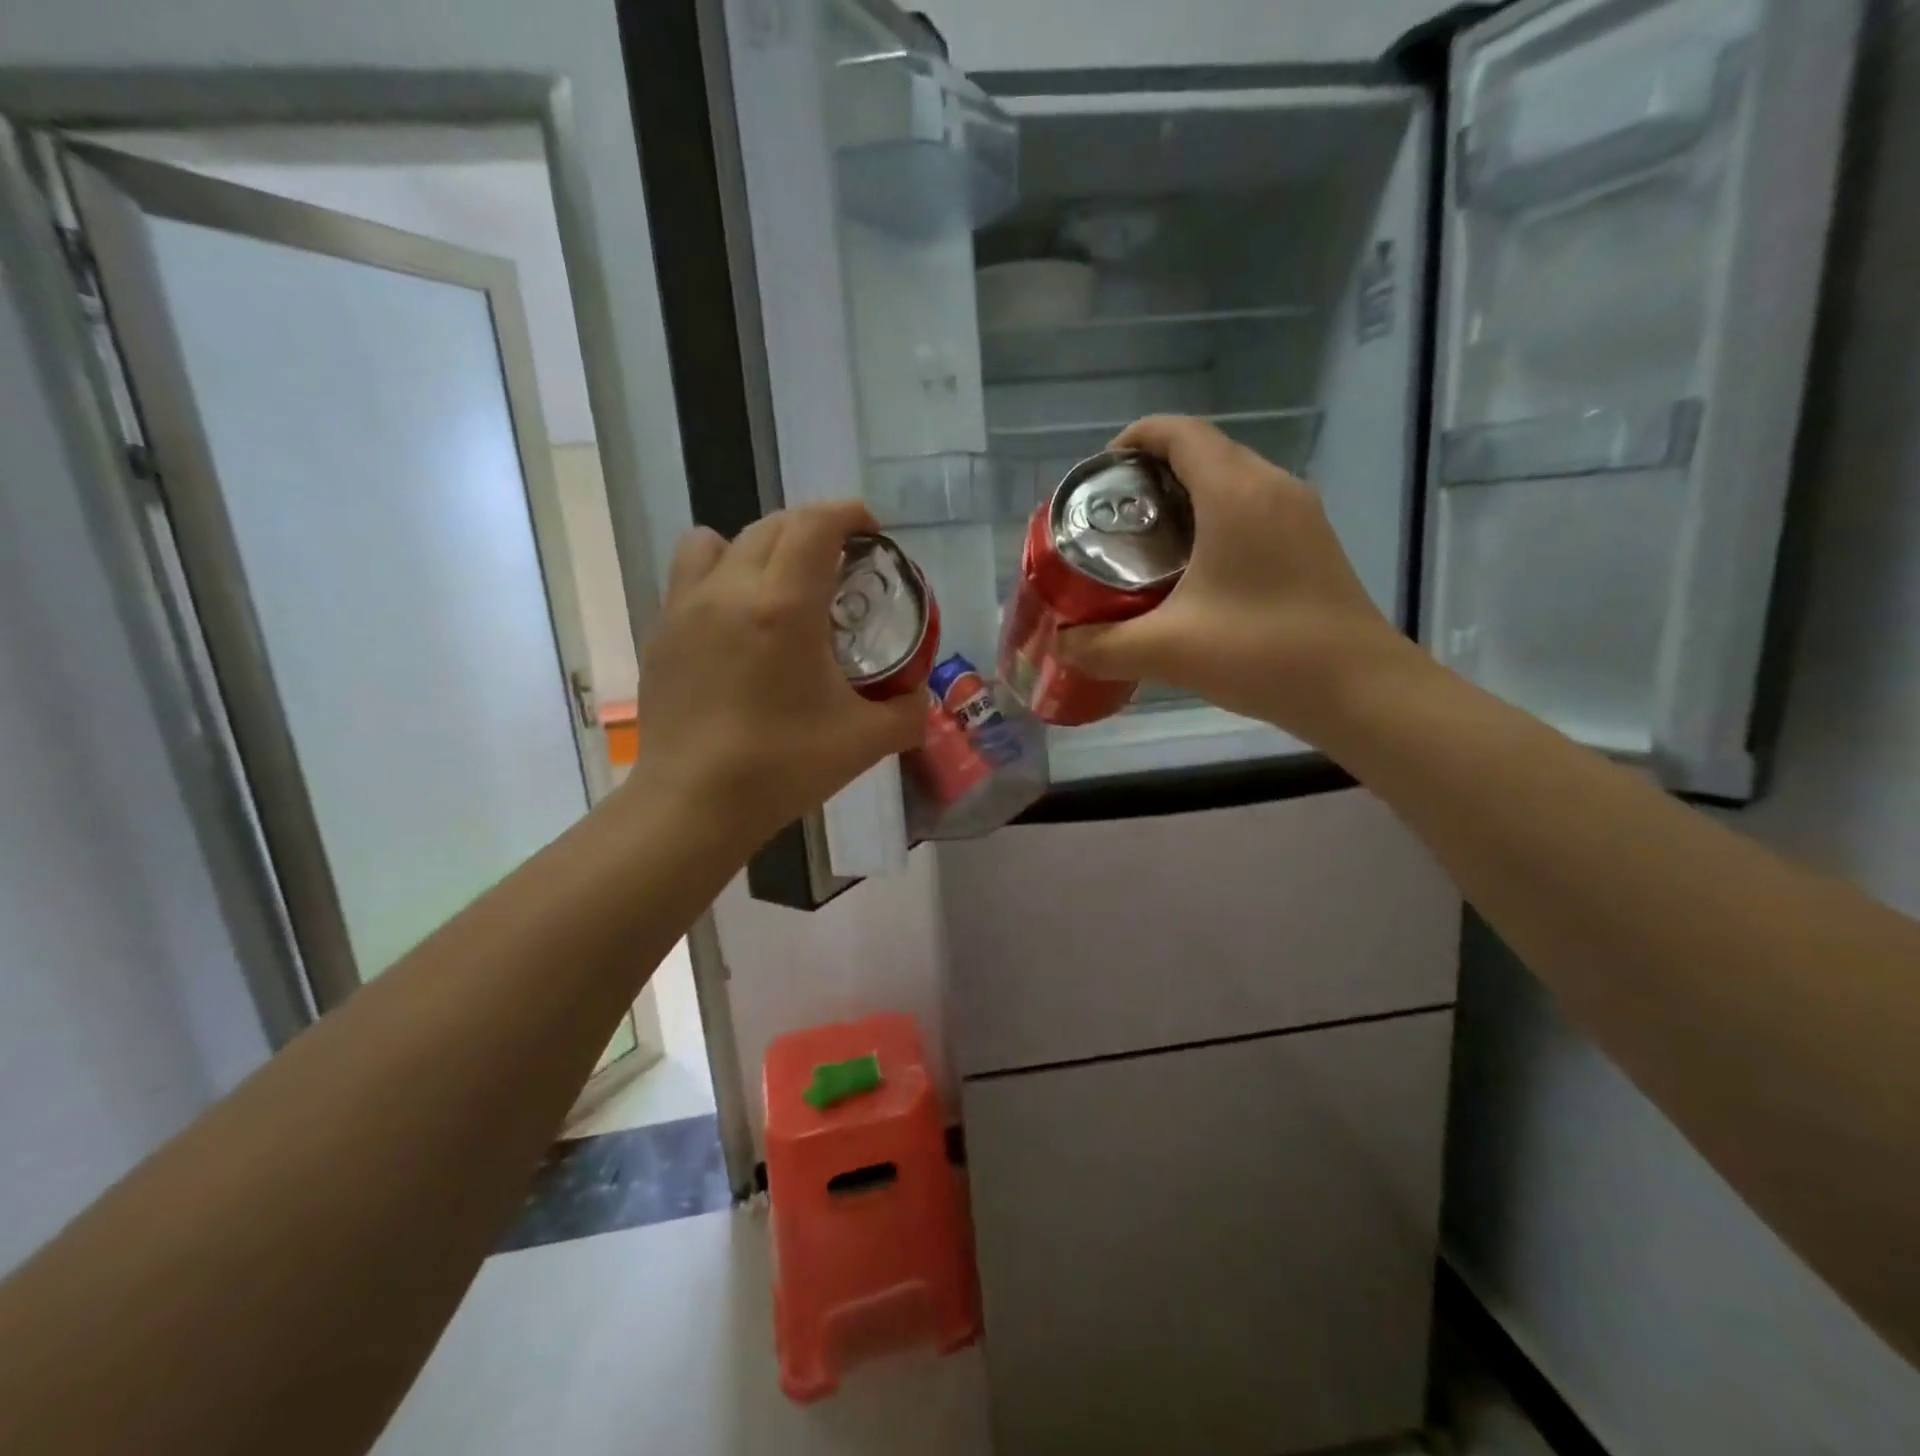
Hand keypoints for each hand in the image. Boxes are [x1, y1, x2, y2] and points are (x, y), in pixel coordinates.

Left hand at [628, 502, 924, 849]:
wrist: (693, 805)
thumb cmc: (783, 767)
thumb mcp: (865, 741)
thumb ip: (907, 711)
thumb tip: (920, 696)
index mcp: (784, 606)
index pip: (816, 523)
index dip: (849, 513)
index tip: (872, 532)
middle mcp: (731, 589)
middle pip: (773, 525)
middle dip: (813, 530)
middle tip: (840, 565)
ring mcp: (687, 607)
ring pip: (721, 540)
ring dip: (759, 546)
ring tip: (779, 584)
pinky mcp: (662, 632)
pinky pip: (691, 575)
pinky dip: (721, 575)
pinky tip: (738, 623)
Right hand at [1058, 416, 1419, 738]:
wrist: (1359, 690)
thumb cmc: (1261, 653)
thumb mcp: (1166, 651)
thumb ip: (1101, 646)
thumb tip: (1060, 644)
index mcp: (1235, 492)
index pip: (1178, 432)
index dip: (1133, 440)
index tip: (1099, 476)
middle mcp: (1271, 487)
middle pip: (1203, 452)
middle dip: (1152, 474)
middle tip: (1112, 519)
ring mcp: (1299, 514)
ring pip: (1231, 481)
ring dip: (1185, 498)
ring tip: (1146, 544)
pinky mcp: (1312, 543)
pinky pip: (1253, 509)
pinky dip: (1215, 520)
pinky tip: (1194, 572)